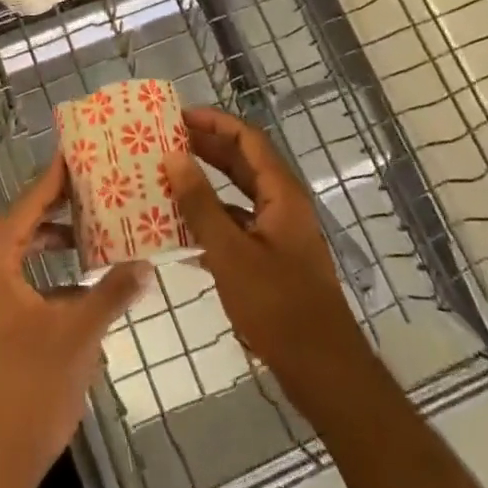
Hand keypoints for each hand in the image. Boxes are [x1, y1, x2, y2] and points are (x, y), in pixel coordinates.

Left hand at [0, 155, 147, 487]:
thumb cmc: (31, 387)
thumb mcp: (80, 334)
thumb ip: (112, 292)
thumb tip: (146, 263)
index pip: (25, 205)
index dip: (51, 180)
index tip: (75, 154)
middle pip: (18, 224)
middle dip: (51, 206)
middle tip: (88, 189)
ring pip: (16, 254)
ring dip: (48, 239)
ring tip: (87, 231)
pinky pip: (16, 279)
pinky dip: (44, 270)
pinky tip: (77, 282)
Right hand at [165, 106, 377, 412]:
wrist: (322, 371)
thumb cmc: (277, 305)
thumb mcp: (230, 252)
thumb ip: (200, 203)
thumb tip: (174, 156)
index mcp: (282, 193)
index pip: (248, 139)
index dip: (214, 122)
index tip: (178, 116)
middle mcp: (283, 205)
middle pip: (243, 163)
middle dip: (206, 149)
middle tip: (165, 142)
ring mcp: (279, 234)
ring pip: (238, 195)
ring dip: (205, 185)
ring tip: (166, 179)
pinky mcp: (272, 260)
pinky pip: (238, 226)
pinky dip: (211, 220)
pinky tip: (180, 232)